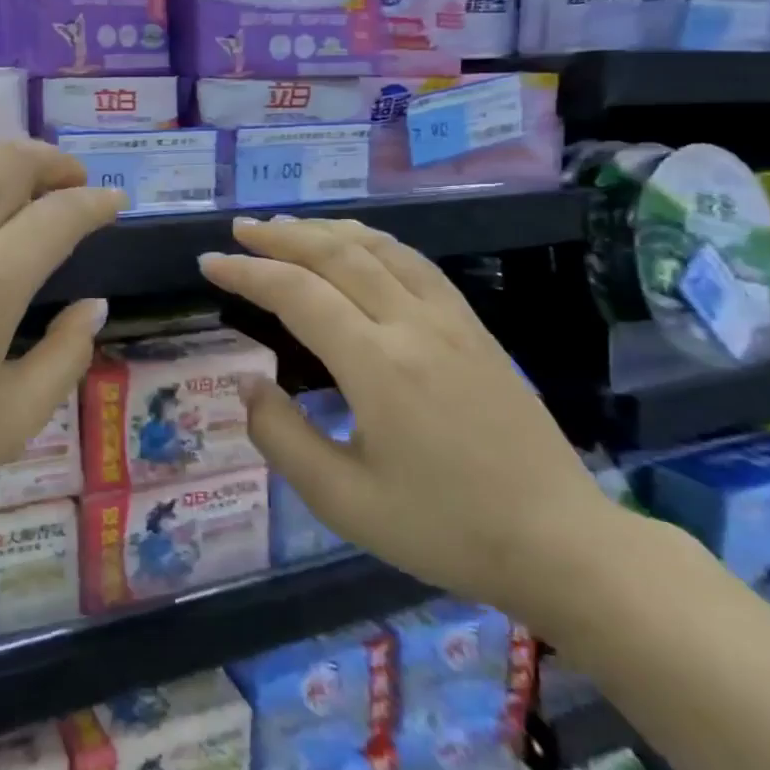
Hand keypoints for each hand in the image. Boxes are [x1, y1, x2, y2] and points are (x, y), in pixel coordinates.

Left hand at [0, 141, 123, 539]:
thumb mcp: (9, 421)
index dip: (98, 202)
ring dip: (1, 155)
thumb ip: (66, 358)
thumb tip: (93, 307)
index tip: (116, 201)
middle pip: (13, 161)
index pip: (62, 215)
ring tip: (18, 179)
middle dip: (55, 163)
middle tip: (73, 182)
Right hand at [198, 216, 620, 634]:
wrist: (560, 542)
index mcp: (378, 366)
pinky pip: (415, 264)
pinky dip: (373, 243)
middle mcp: (413, 325)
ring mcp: (451, 321)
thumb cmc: (445, 529)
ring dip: (326, 230)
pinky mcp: (475, 328)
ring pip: (380, 249)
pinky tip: (359, 247)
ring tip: (287, 227)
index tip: (209, 262)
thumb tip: (247, 383)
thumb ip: (282, 438)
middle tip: (239, 230)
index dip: (247, 272)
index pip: (298, 294)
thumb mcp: (344, 502)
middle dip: (282, 236)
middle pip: (337, 255)